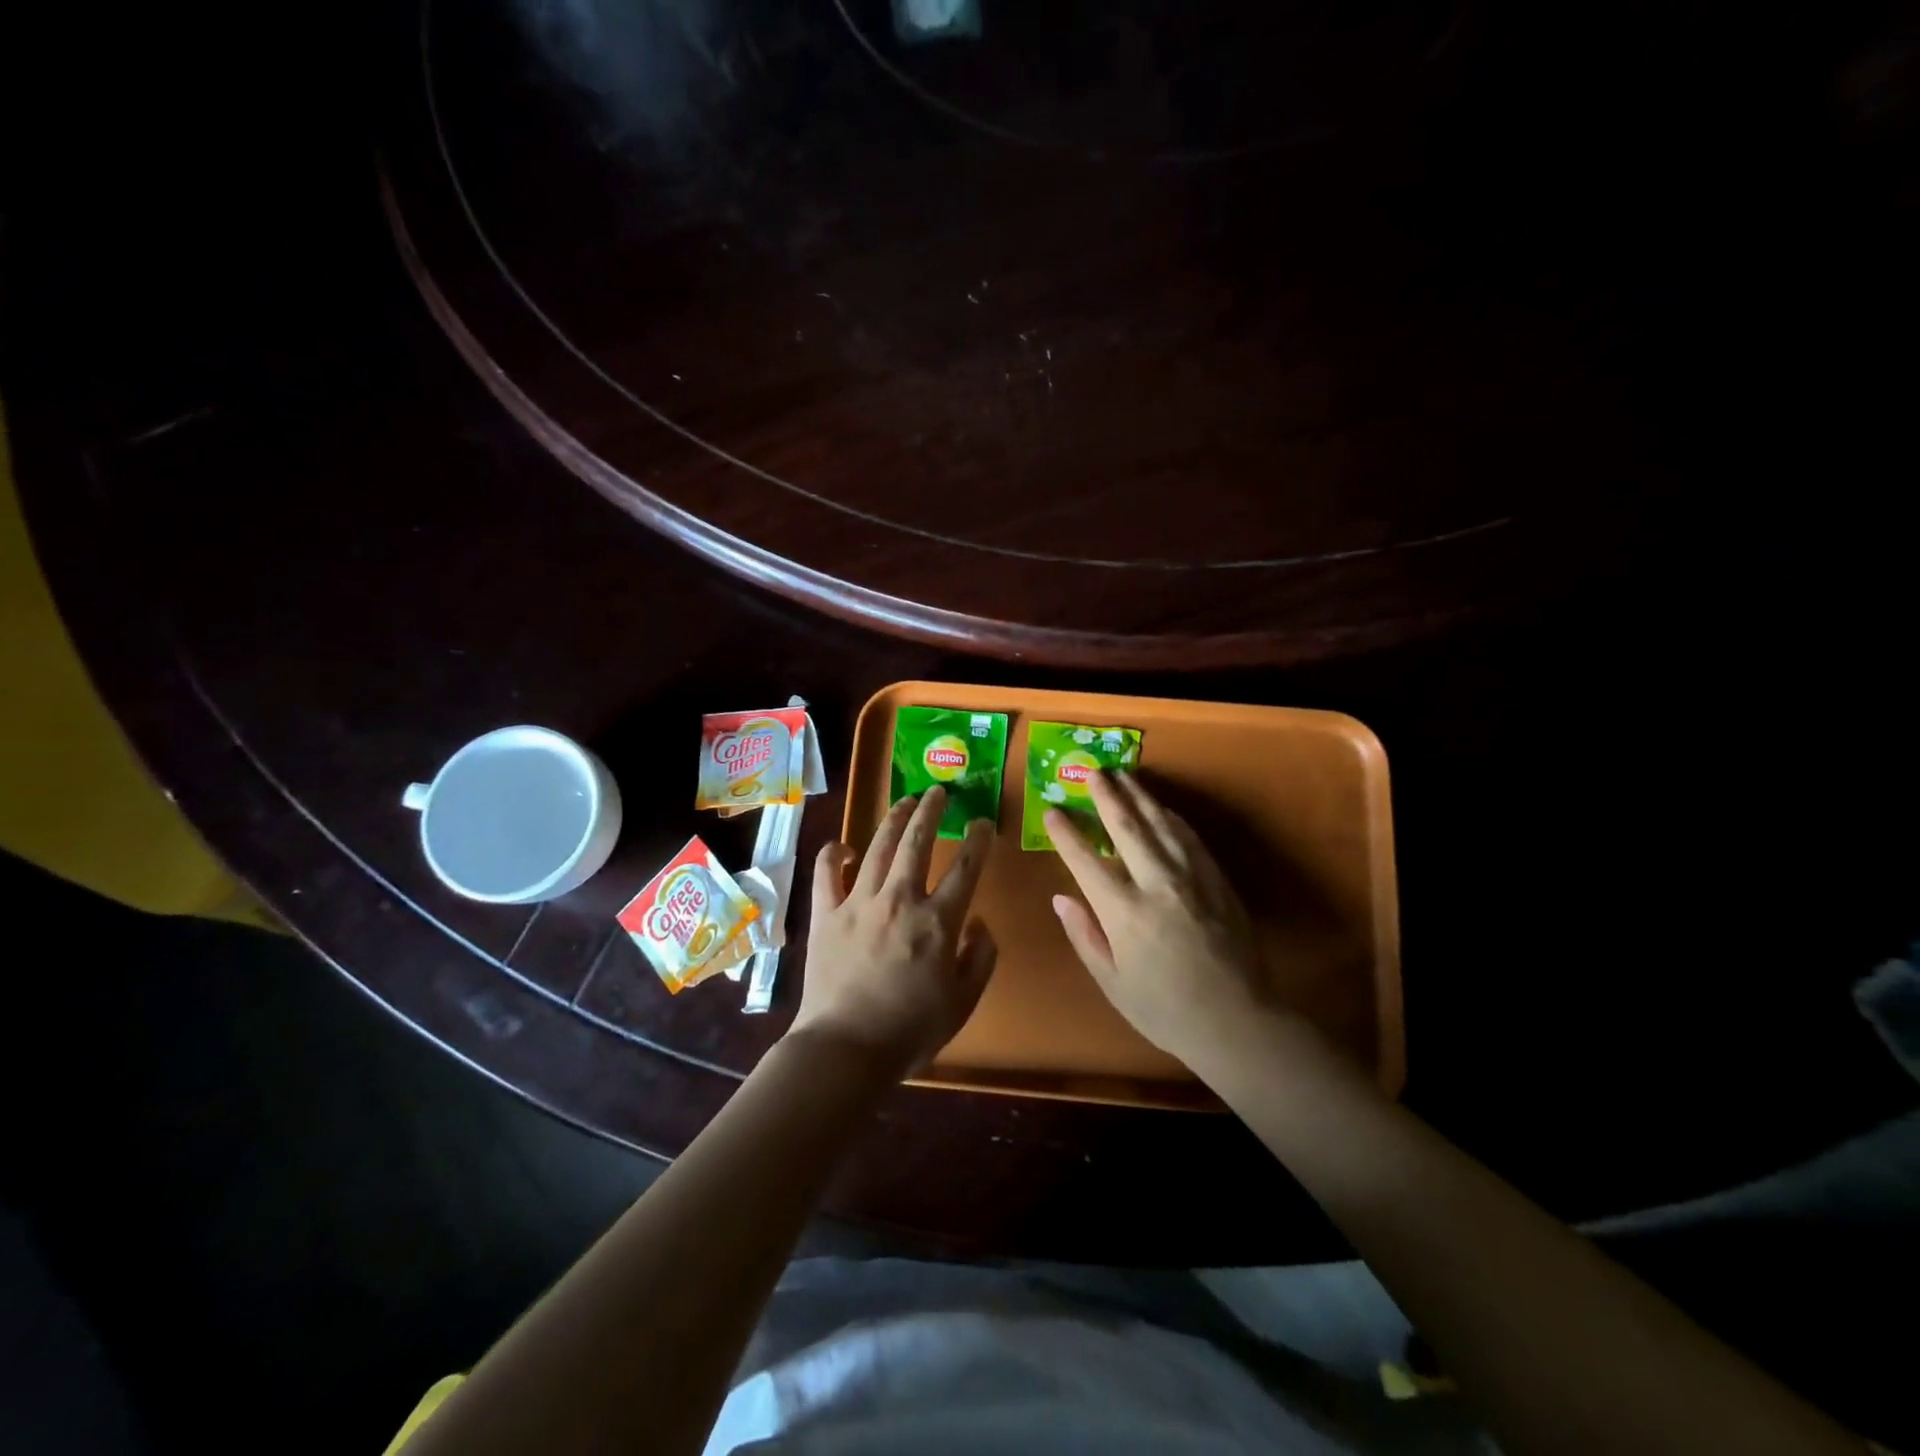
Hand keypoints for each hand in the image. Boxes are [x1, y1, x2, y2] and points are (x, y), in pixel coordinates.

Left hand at [792, 787, 997, 1076]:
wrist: (845, 1049)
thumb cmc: (910, 1031)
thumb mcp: (963, 1002)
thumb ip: (980, 958)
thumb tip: (979, 923)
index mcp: (937, 922)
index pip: (965, 868)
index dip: (978, 840)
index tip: (982, 822)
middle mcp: (899, 900)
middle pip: (917, 842)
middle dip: (931, 811)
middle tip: (938, 792)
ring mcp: (858, 902)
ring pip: (878, 847)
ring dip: (894, 819)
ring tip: (904, 801)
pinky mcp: (826, 913)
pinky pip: (826, 872)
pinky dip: (833, 854)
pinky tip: (842, 847)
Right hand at [1048, 771, 1285, 1071]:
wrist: (1238, 1023)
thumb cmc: (1166, 1010)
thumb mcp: (1113, 983)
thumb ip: (1085, 936)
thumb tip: (1061, 898)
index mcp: (1124, 913)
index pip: (1086, 861)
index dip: (1066, 834)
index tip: (1052, 812)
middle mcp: (1157, 885)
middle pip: (1126, 828)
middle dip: (1106, 797)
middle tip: (1093, 772)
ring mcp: (1192, 879)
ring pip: (1161, 824)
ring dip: (1140, 796)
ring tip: (1124, 776)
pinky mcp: (1217, 881)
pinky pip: (1190, 838)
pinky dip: (1172, 818)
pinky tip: (1163, 809)